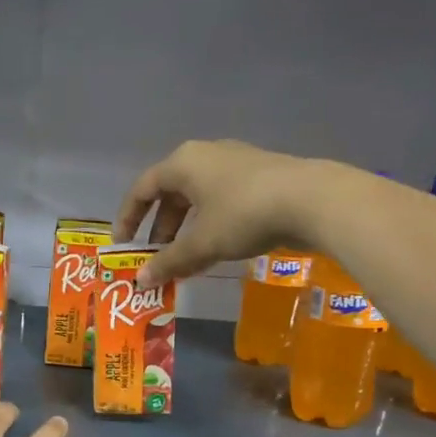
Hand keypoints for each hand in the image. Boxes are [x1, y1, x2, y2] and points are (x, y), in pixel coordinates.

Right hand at [115, 139, 317, 285]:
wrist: (312, 200)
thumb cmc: (243, 215)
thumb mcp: (201, 244)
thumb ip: (169, 262)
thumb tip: (141, 281)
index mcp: (183, 163)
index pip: (142, 189)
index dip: (127, 219)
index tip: (123, 246)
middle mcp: (205, 155)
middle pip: (170, 194)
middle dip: (160, 229)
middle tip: (158, 258)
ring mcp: (235, 162)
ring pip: (197, 198)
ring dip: (186, 230)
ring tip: (186, 259)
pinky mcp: (259, 175)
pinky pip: (221, 200)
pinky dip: (210, 224)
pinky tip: (218, 248)